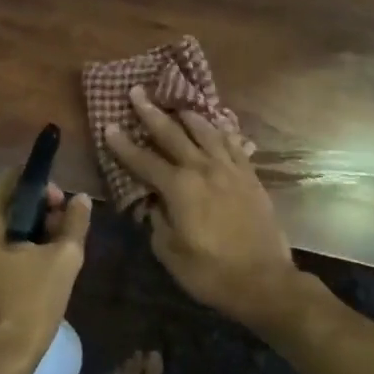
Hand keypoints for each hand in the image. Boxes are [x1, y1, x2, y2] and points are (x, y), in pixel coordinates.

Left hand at [0, 167, 90, 373]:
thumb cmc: (29, 305)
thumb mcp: (63, 260)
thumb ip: (74, 222)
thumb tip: (80, 199)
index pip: (10, 178)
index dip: (41, 185)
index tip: (63, 206)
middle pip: (3, 203)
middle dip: (36, 210)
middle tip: (63, 231)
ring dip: (25, 232)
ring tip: (52, 253)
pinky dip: (9, 252)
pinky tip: (31, 273)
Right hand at [104, 87, 304, 331]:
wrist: (264, 281)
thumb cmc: (211, 272)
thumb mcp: (170, 252)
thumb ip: (157, 220)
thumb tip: (151, 202)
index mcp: (180, 187)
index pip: (144, 160)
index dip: (124, 144)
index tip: (109, 125)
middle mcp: (204, 169)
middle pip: (173, 134)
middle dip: (152, 113)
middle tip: (137, 92)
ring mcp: (230, 169)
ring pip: (206, 132)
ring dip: (188, 116)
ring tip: (177, 104)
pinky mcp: (250, 176)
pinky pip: (233, 144)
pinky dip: (221, 131)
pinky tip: (216, 126)